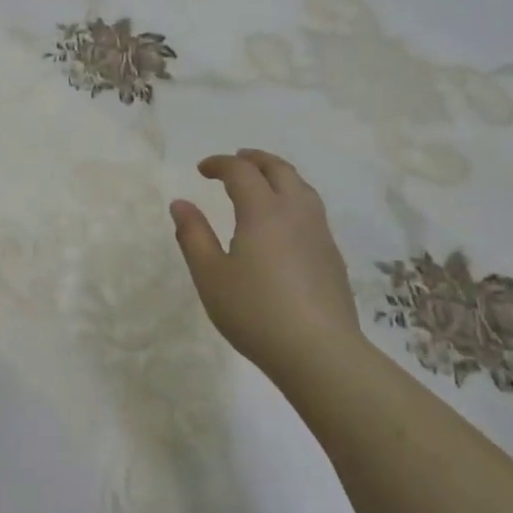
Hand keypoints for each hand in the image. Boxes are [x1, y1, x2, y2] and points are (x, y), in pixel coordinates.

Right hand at [170, 148, 362, 379]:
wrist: (319, 352)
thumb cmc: (255, 312)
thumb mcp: (210, 276)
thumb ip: (193, 235)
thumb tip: (181, 204)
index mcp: (263, 211)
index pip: (241, 172)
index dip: (220, 164)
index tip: (202, 170)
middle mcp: (295, 212)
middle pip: (279, 170)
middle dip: (255, 160)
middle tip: (235, 161)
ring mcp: (319, 233)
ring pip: (302, 187)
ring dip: (279, 175)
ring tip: (262, 183)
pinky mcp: (332, 256)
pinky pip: (312, 210)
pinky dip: (293, 198)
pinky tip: (284, 223)